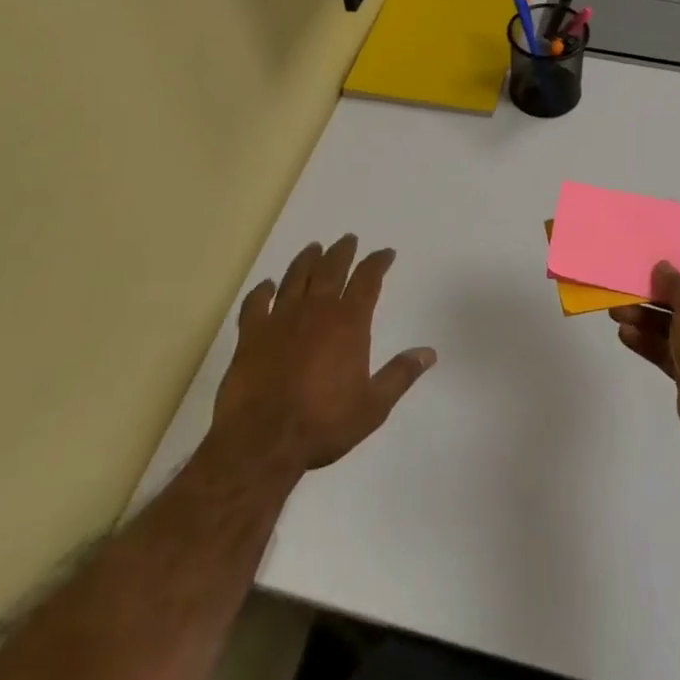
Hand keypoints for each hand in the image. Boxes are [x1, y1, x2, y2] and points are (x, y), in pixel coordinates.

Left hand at [210, 235, 435, 476]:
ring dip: (307, 260)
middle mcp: (316, 310)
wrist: (263, 440)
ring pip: (296, 277)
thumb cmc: (324, 423)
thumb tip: (429, 352)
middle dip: (343, 252)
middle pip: (331, 269)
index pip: (368, 280)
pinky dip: (263, 291)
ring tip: (314, 248)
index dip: (378, 263)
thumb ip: (400, 375)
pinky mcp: (251, 334)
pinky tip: (267, 285)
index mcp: (348, 322)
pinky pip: (256, 303)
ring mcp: (280, 319)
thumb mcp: (373, 406)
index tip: (386, 253)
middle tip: (349, 239)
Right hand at [610, 257, 679, 463]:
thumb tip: (663, 266)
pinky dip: (645, 341)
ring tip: (615, 313)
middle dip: (653, 295)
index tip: (656, 261)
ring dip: (643, 318)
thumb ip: (675, 284)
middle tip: (625, 289)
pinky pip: (664, 349)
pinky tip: (624, 335)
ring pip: (669, 326)